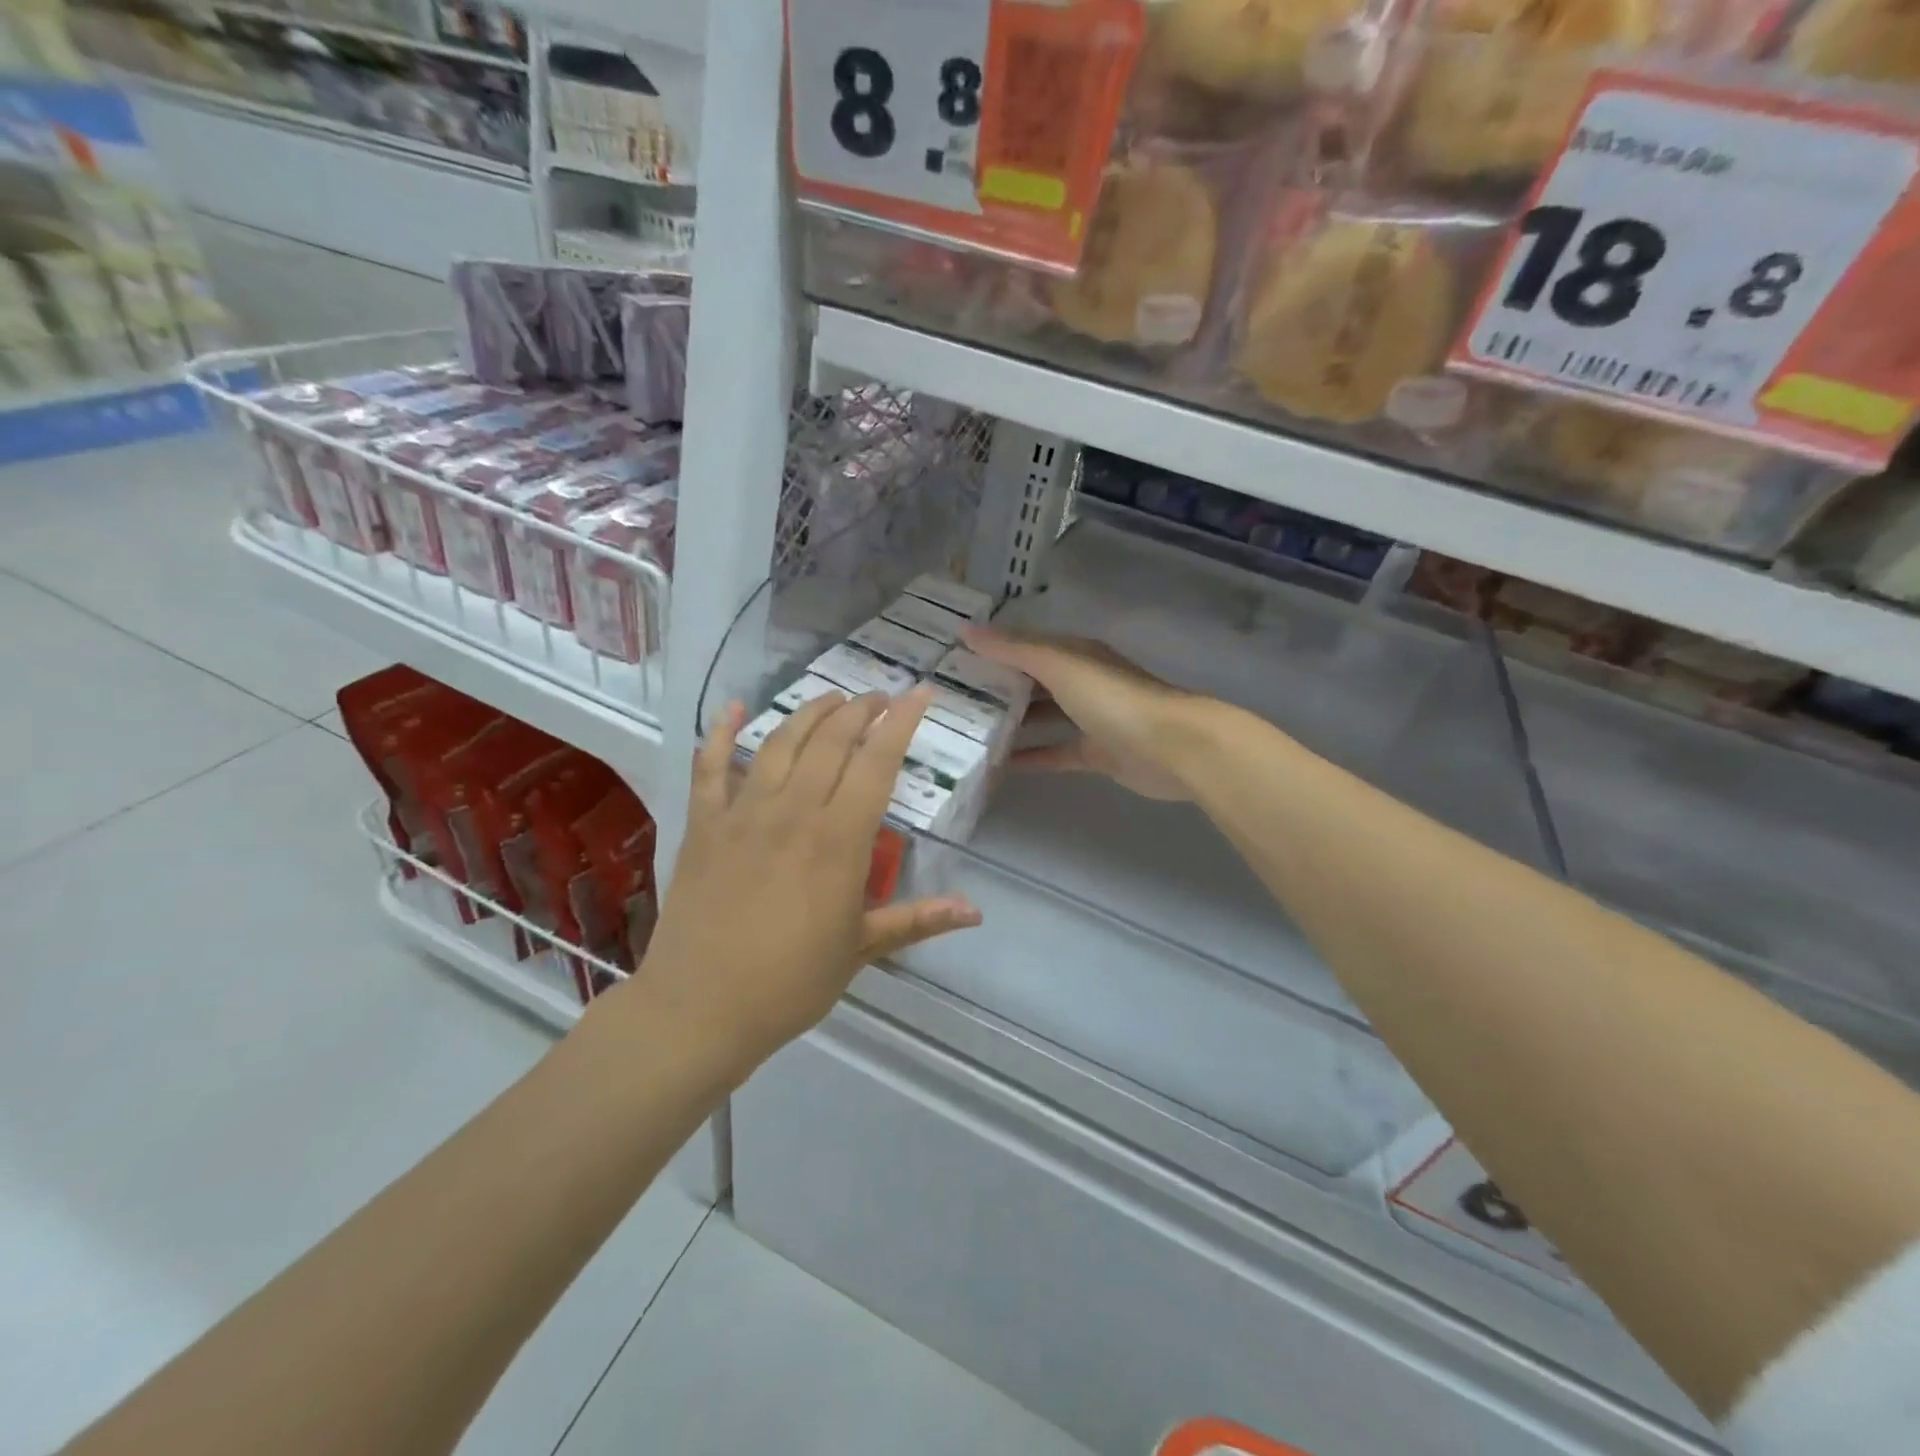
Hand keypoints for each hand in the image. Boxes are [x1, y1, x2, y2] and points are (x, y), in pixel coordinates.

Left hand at [632, 689, 980, 1077]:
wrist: (701, 1008)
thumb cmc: (791, 983)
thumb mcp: (862, 949)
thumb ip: (918, 919)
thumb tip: (976, 911)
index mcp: (838, 840)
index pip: (877, 764)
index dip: (901, 724)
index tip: (918, 694)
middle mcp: (793, 812)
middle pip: (831, 741)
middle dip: (860, 710)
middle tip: (878, 698)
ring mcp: (743, 813)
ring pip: (780, 742)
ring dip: (809, 712)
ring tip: (832, 699)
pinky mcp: (704, 824)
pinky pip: (710, 767)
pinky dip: (721, 733)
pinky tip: (733, 709)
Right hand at [963, 626, 1204, 801]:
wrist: (1171, 747)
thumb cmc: (1113, 698)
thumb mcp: (1059, 665)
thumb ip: (1014, 650)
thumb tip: (965, 630)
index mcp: (1075, 654)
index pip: (1025, 646)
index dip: (992, 649)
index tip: (951, 658)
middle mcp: (1081, 682)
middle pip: (1032, 682)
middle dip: (997, 688)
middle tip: (951, 699)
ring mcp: (1090, 719)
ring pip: (1042, 717)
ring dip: (1012, 723)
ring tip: (968, 732)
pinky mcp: (1096, 753)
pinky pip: (1055, 752)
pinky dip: (1031, 757)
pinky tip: (1000, 765)